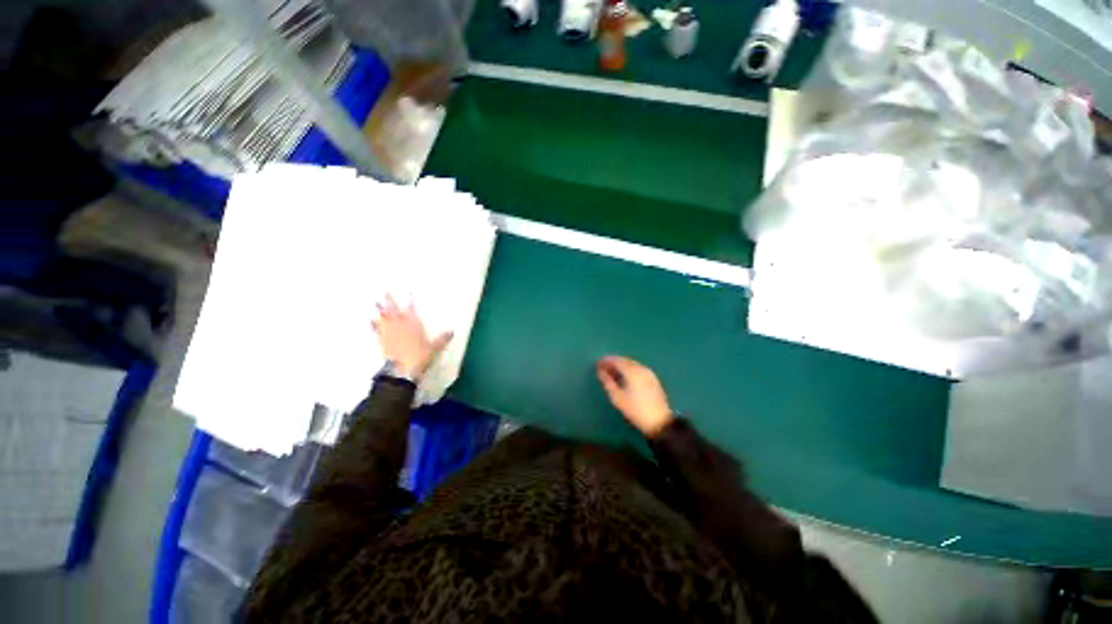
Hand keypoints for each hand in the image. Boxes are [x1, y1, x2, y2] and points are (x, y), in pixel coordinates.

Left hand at [372, 295, 452, 380]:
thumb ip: (442, 339)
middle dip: (390, 301)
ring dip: (380, 311)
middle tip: (385, 291)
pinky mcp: (382, 342)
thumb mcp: (434, 348)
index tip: (408, 290)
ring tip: (375, 303)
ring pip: (384, 319)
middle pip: (394, 311)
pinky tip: (371, 321)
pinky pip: (376, 331)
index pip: (412, 310)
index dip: (410, 300)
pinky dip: (373, 325)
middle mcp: (400, 327)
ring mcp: (389, 334)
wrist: (402, 371)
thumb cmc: (420, 357)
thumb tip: (452, 331)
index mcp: (413, 326)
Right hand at [596, 356, 672, 437]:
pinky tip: (625, 377)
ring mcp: (649, 373)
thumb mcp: (617, 398)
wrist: (660, 422)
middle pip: (625, 361)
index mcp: (632, 371)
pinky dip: (629, 369)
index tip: (597, 363)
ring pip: (632, 364)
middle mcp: (641, 368)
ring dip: (621, 365)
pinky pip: (638, 369)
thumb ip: (607, 382)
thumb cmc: (635, 410)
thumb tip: (600, 371)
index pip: (617, 361)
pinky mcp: (653, 379)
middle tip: (603, 367)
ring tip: (612, 372)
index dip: (606, 360)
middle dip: (614, 362)